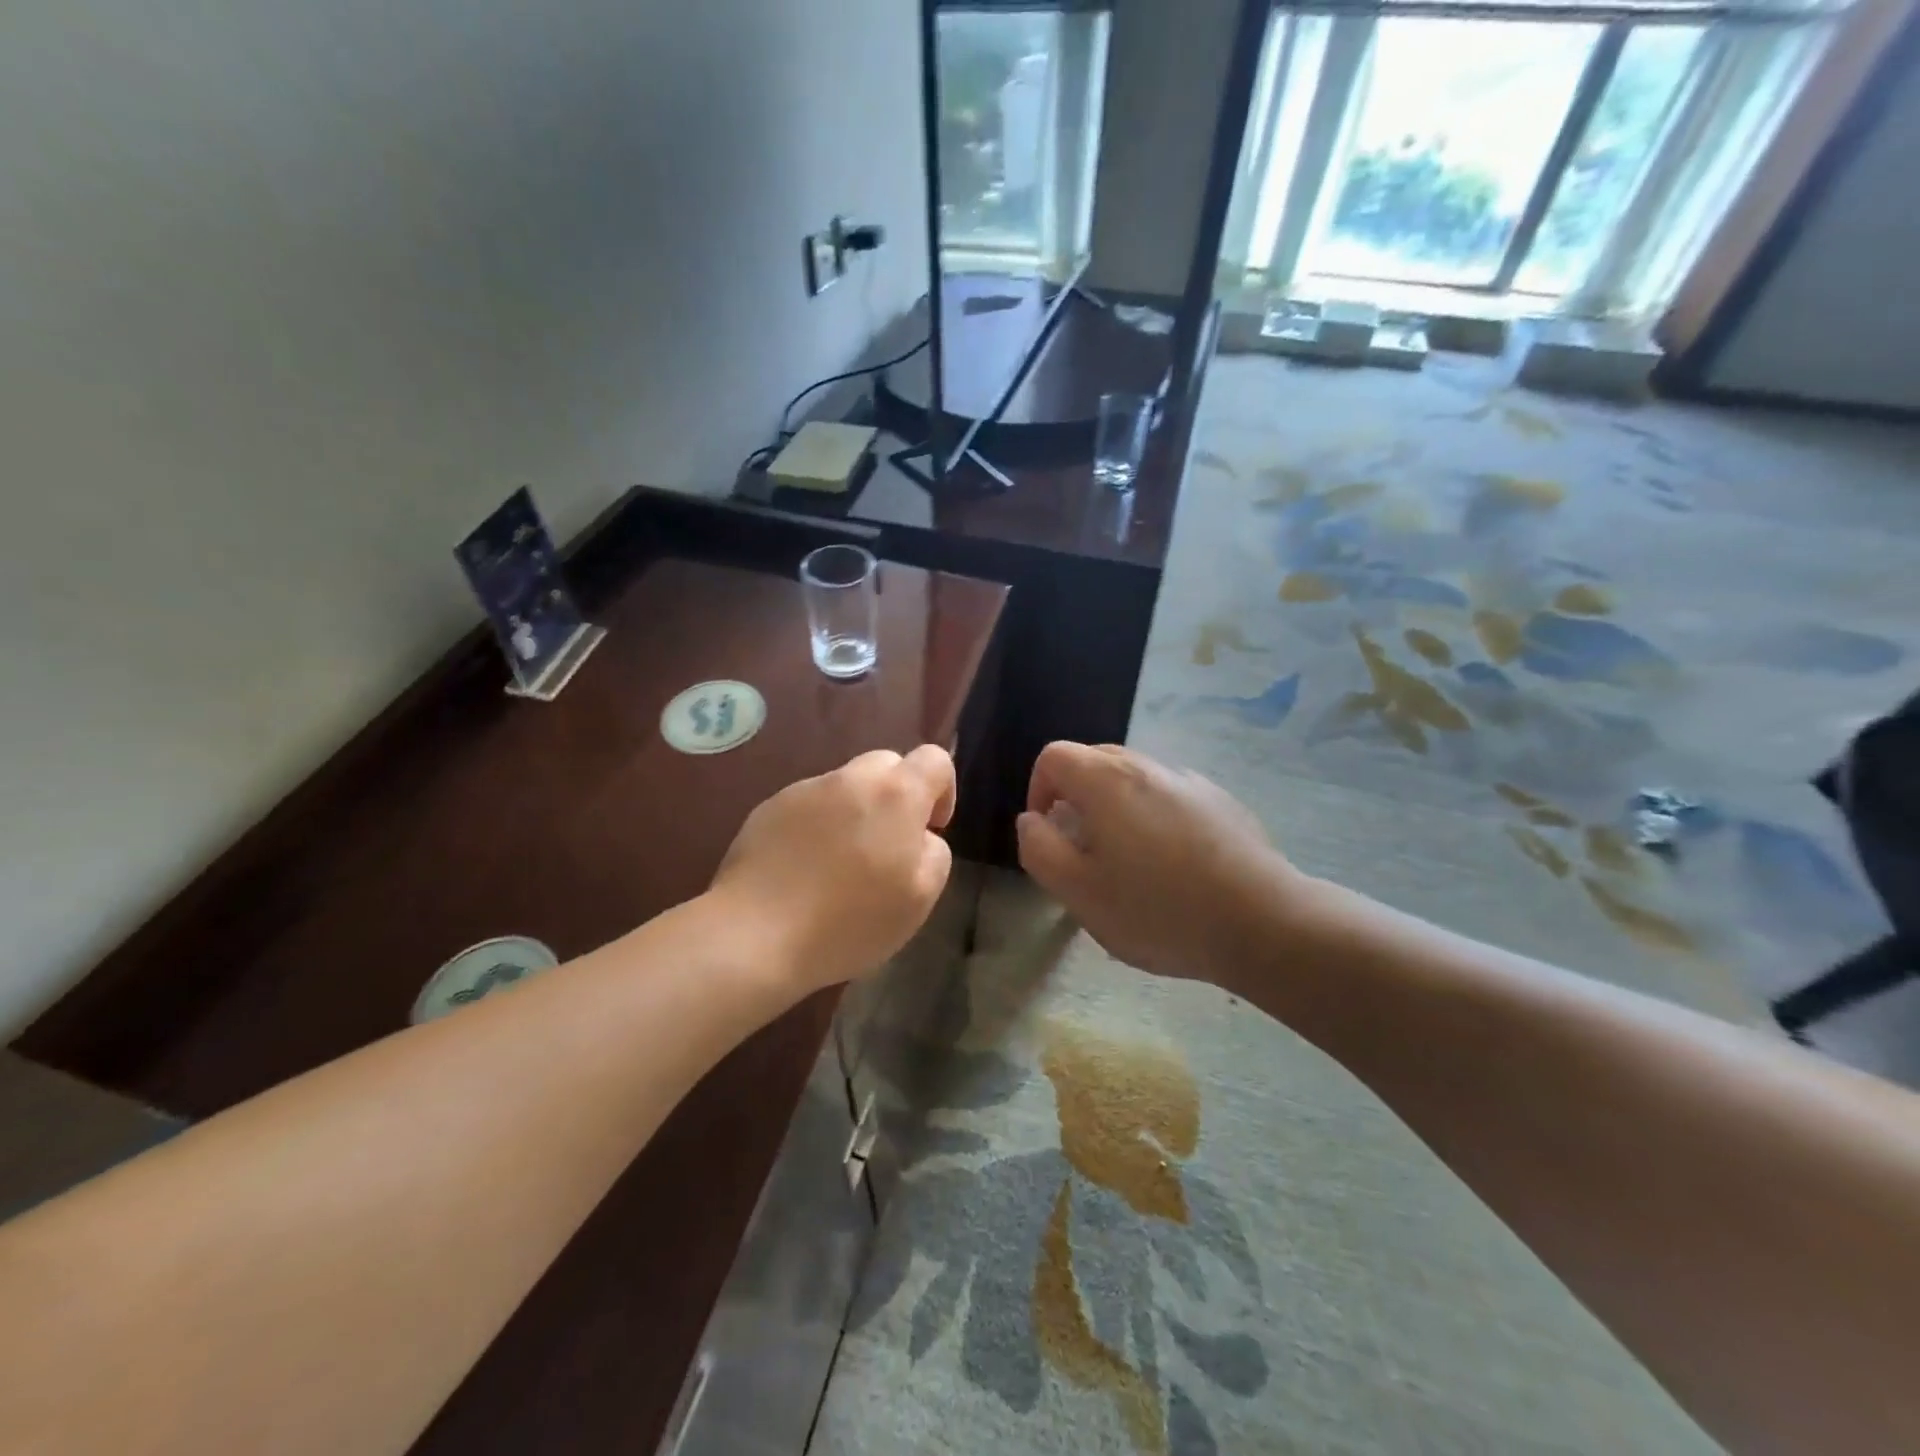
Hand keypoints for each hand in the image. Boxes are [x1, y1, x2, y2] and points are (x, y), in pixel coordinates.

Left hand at [711, 745, 956, 993]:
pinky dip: (816, 828)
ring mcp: (804, 790)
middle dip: (896, 797)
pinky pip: (808, 807)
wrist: (756, 934)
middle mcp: (850, 779)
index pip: (935, 759)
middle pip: (887, 766)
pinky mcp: (768, 809)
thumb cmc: (850, 920)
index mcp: (896, 794)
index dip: (943, 791)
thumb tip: (920, 836)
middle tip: (886, 848)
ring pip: (845, 787)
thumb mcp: (920, 897)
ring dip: (853, 813)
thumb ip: (934, 853)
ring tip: (839, 867)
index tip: (929, 831)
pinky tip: (803, 872)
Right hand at [1016, 742, 1304, 981]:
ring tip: (1129, 859)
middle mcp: (1147, 767)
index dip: (1039, 789)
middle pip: (1094, 760)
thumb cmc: (1159, 910)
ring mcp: (1189, 780)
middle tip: (1083, 848)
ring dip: (1116, 806)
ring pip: (1134, 778)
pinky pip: (1170, 794)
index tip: (1049, 832)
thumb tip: (1032, 820)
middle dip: (1076, 796)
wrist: (1262, 922)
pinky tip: (1174, 863)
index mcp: (1106, 781)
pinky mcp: (1221, 801)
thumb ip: (1040, 849)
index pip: (1054, 756)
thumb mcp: (1079, 893)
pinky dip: (1155, 814)